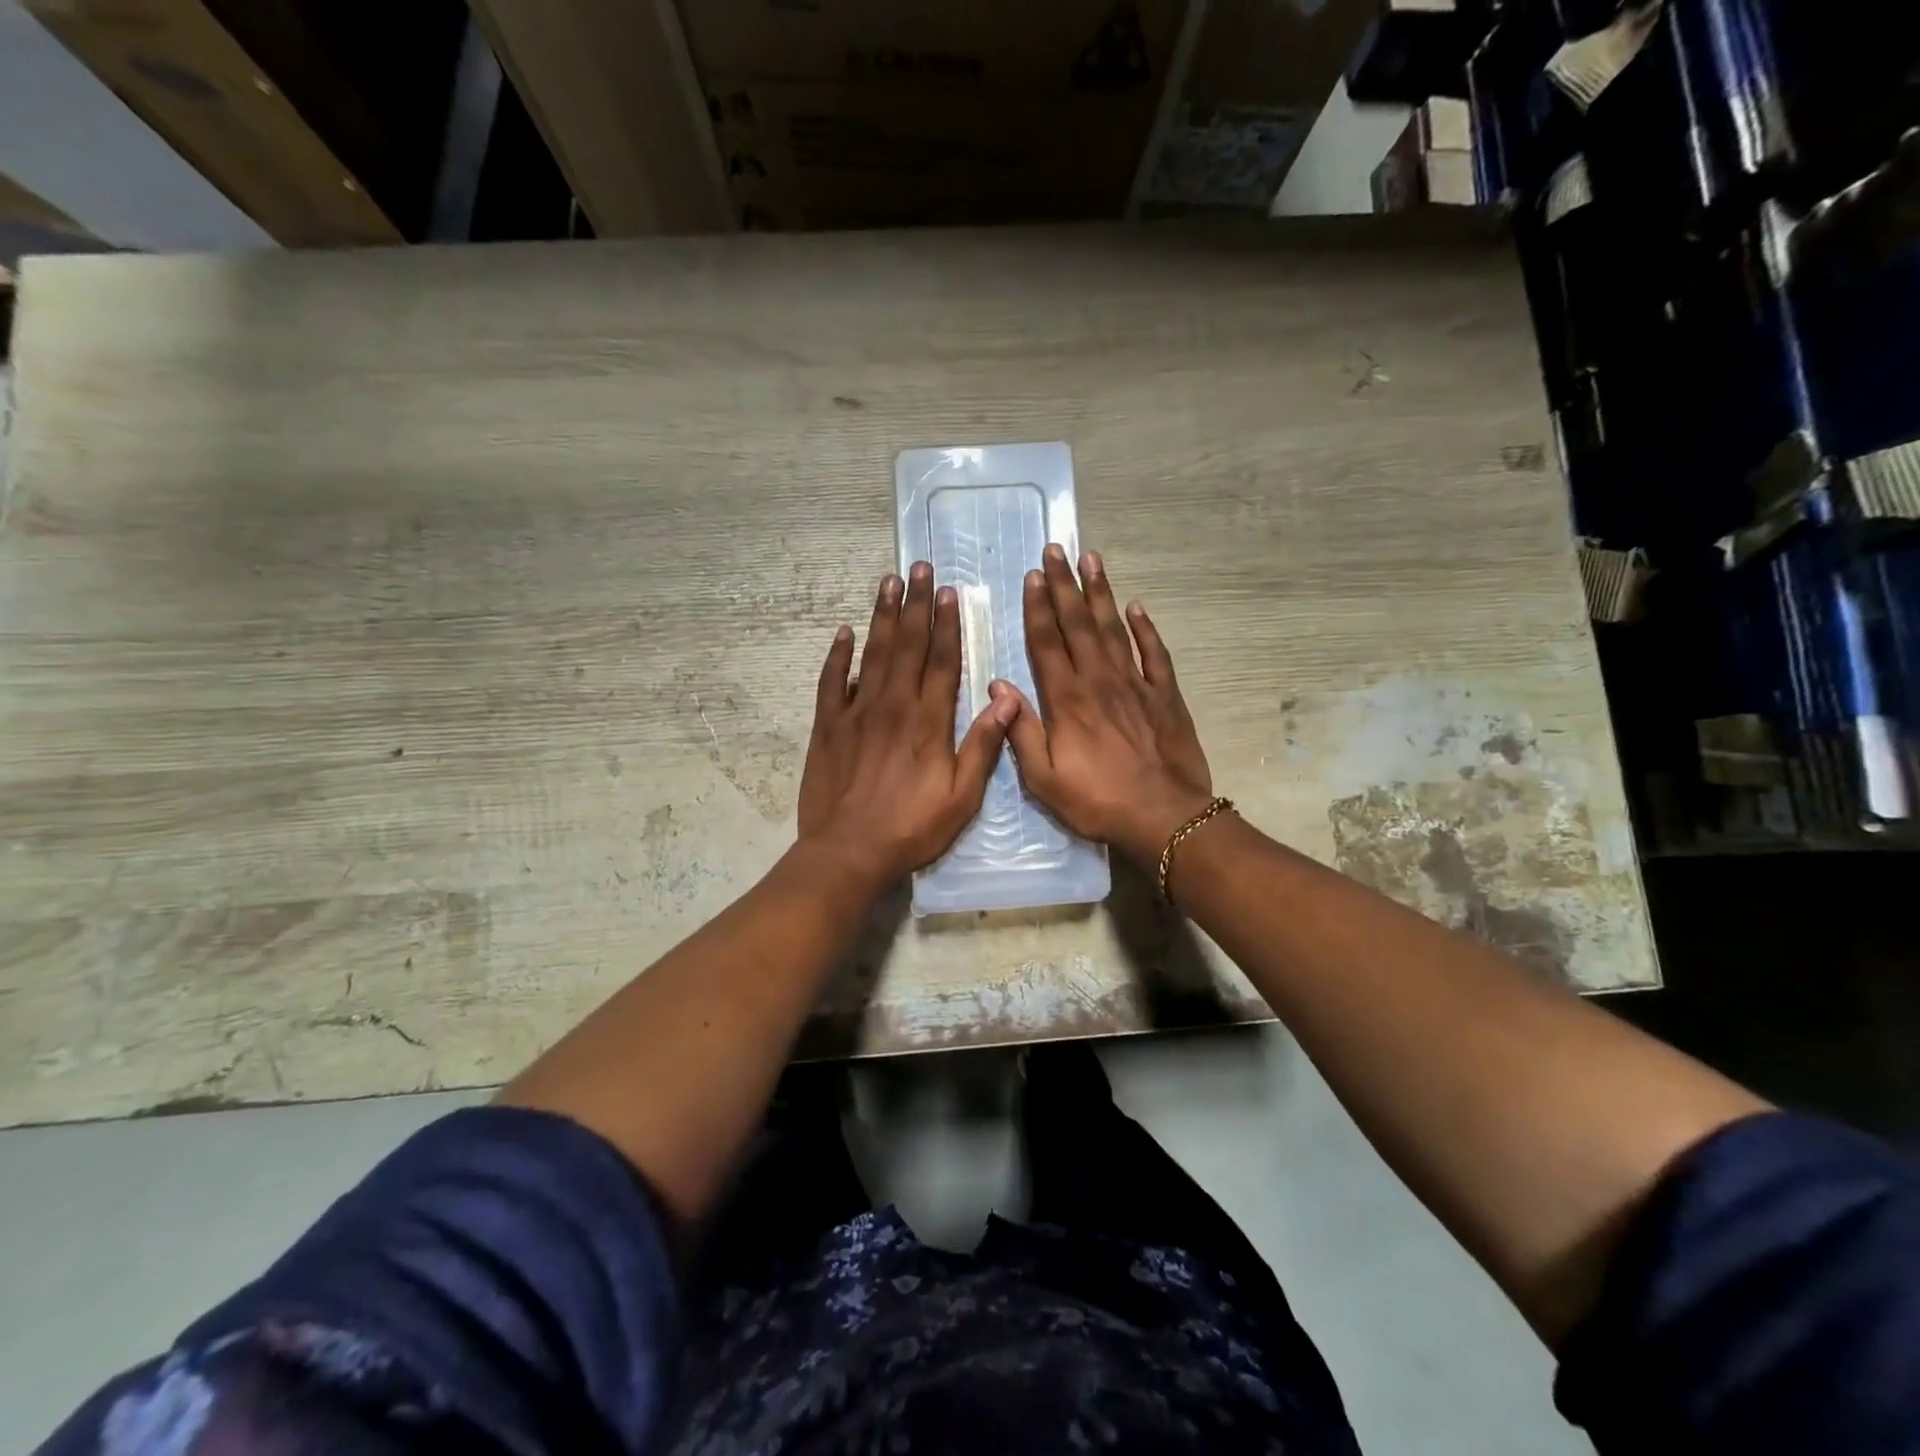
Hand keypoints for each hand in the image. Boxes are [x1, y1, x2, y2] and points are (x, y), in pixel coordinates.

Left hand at [797, 563, 1018, 890]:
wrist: (849, 851)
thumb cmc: (912, 827)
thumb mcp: (962, 797)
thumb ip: (983, 746)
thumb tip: (1009, 701)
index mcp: (929, 721)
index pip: (941, 661)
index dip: (947, 625)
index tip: (949, 592)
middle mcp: (893, 705)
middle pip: (907, 645)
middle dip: (915, 604)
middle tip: (919, 567)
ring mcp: (857, 713)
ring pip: (872, 654)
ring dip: (882, 616)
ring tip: (889, 582)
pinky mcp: (828, 726)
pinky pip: (832, 682)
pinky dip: (838, 655)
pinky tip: (844, 632)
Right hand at [994, 544, 1213, 865]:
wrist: (1164, 816)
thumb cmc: (1098, 801)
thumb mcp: (1044, 779)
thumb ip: (1021, 731)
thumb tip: (999, 688)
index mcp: (1067, 700)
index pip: (1047, 643)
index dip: (1038, 608)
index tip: (1032, 576)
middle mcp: (1099, 681)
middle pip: (1078, 624)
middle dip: (1064, 585)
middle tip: (1056, 550)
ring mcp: (1135, 684)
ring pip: (1113, 628)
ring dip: (1100, 593)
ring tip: (1092, 559)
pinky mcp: (1164, 695)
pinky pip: (1154, 653)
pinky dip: (1145, 628)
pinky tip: (1136, 606)